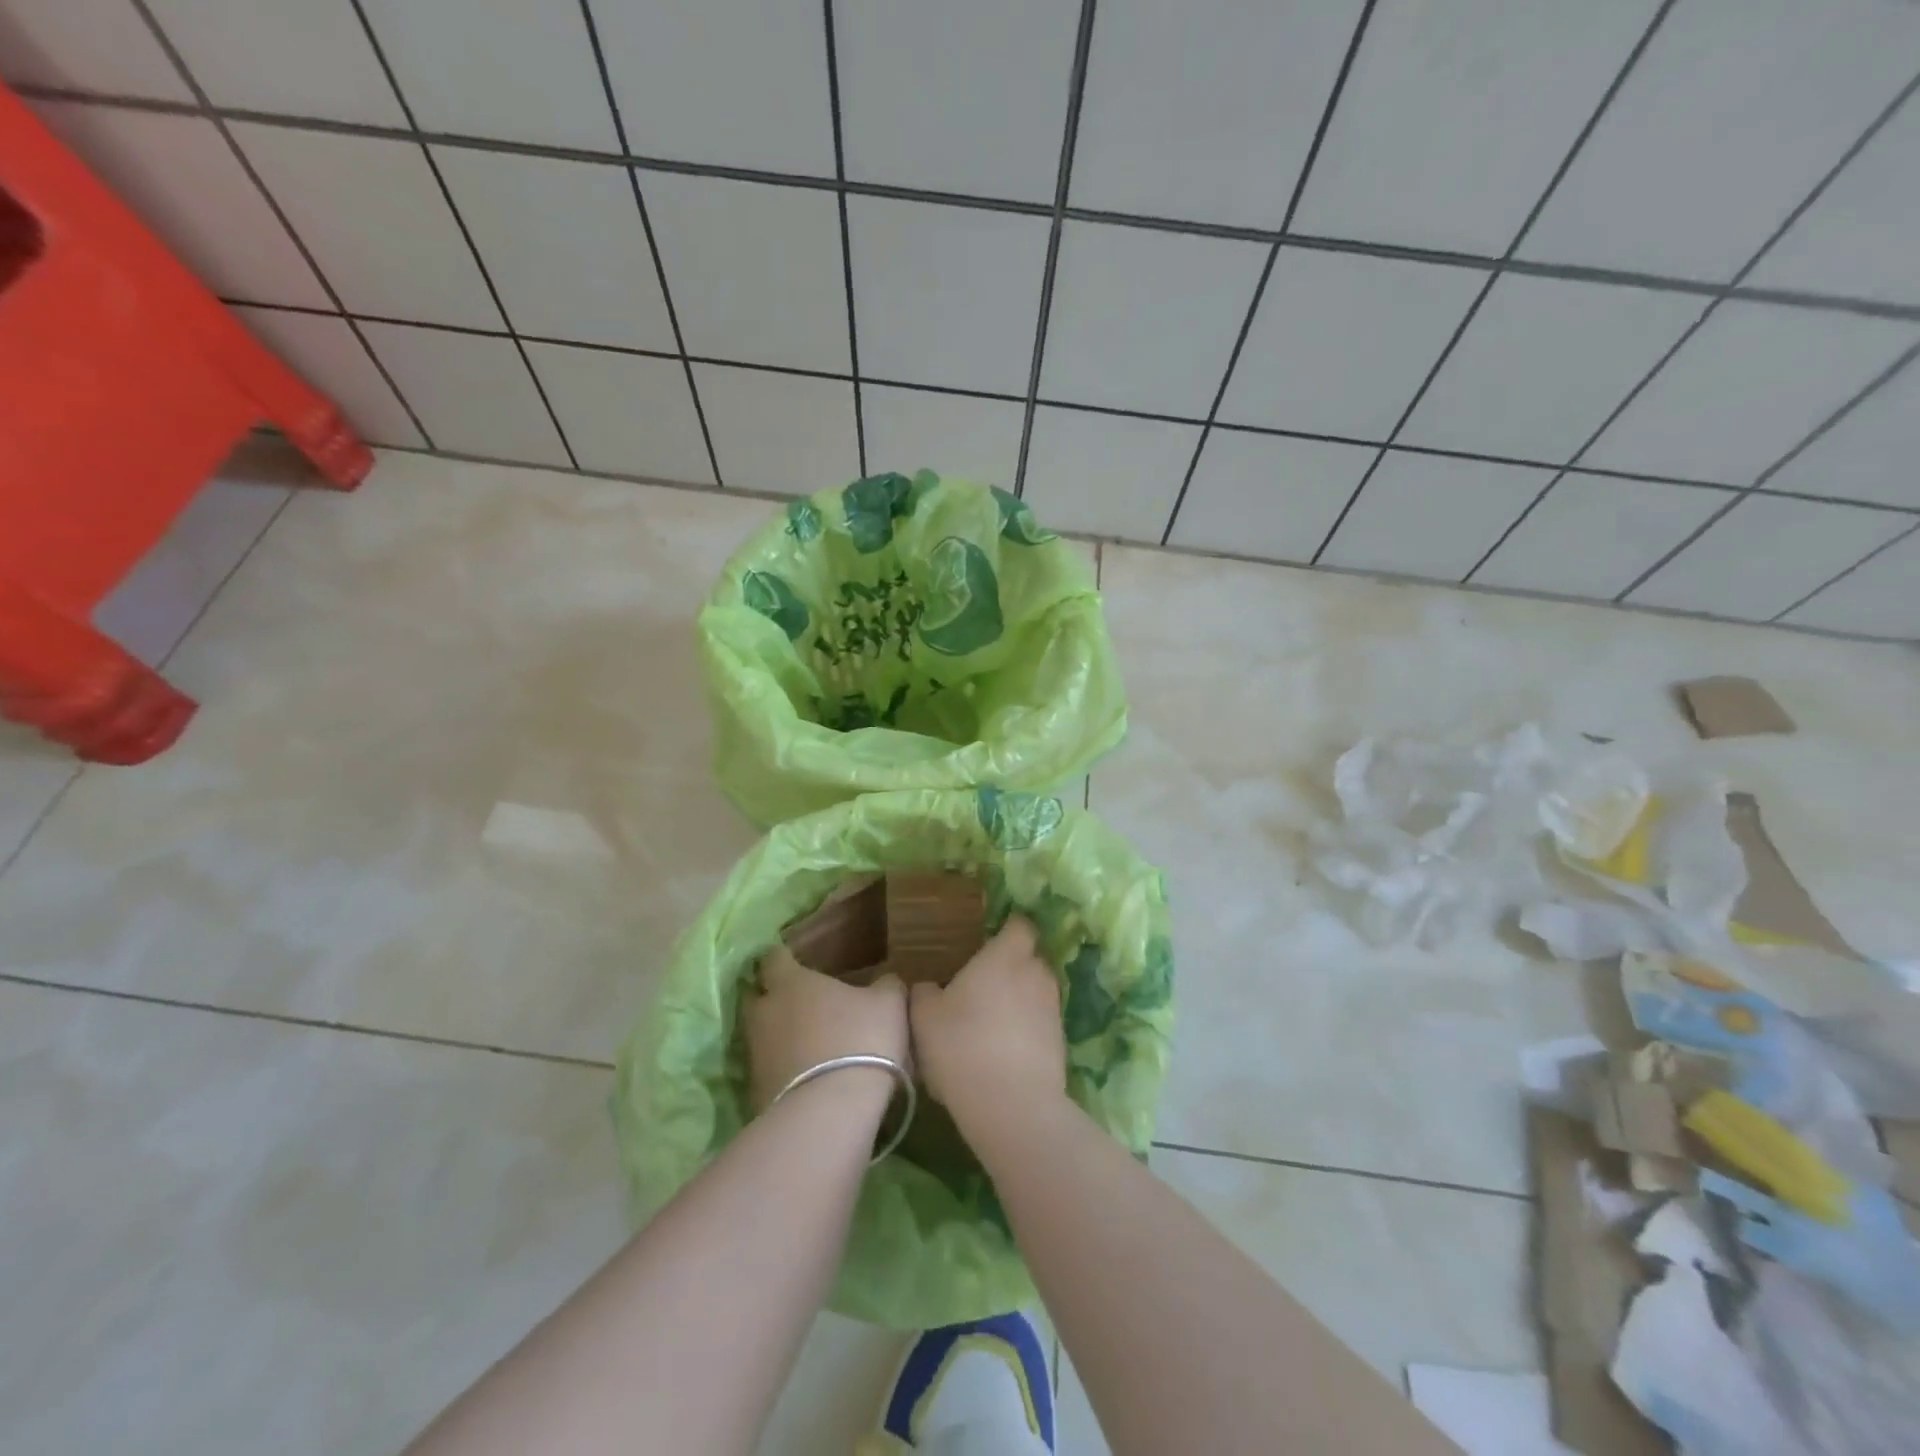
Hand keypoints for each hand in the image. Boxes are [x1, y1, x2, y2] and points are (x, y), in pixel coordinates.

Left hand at [745, 947, 909, 1112]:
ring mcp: (756, 1054)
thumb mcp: (889, 1004)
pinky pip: (768, 1070)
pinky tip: (807, 1076)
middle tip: (801, 1002)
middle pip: (758, 996)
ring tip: (808, 1043)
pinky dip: (782, 1069)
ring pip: (761, 1035)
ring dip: (779, 1036)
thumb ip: (886, 985)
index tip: (796, 960)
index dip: (785, 958)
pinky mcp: (756, 1091)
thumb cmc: (860, 1040)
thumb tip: (886, 980)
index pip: (774, 958)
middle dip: (773, 997)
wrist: (831, 1111)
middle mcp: (765, 1013)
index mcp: (791, 983)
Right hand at [909, 916, 1065, 1137]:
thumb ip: (924, 992)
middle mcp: (1035, 973)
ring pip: (1036, 991)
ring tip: (992, 1020)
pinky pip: (1041, 1023)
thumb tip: (927, 987)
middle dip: (1011, 966)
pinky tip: (1003, 1050)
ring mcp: (1053, 1008)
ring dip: (1019, 999)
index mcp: (1005, 956)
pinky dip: (1026, 1029)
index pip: (1019, 925)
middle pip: (1029, 958)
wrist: (1012, 1106)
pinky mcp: (1061, 1041)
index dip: (1007, 929)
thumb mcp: (924, 1017)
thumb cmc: (962, 1046)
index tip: (989, 940)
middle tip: (982, 983)